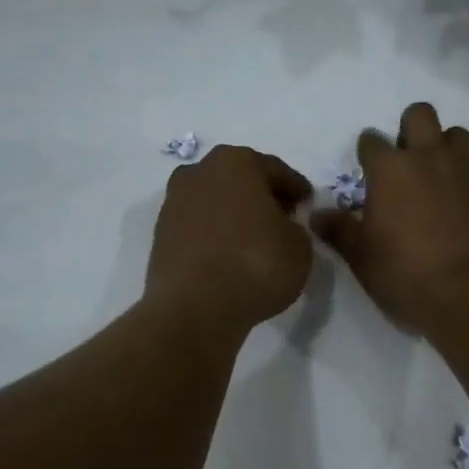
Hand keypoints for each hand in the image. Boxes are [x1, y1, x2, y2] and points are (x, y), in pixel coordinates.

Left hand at [147, 145, 314, 338]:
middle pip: (240, 181)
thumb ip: (295, 228)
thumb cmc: (256, 263)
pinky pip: (199, 228)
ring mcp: (174, 203)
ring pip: (216, 203)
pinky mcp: (161, 235)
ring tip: (255, 242)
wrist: (195, 307)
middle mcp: (199, 172)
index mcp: (236, 162)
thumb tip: (282, 228)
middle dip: (262, 198)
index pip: (276, 171)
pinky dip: (216, 237)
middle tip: (283, 221)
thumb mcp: (300, 246)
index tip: (308, 205)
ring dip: (235, 217)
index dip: (296, 190)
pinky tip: (231, 257)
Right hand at [312, 102, 468, 331]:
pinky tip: (466, 213)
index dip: (368, 154)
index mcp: (390, 170)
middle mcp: (429, 158)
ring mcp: (468, 171)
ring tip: (440, 181)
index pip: (371, 140)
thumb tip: (315, 214)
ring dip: (445, 148)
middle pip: (420, 115)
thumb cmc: (408, 274)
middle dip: (411, 129)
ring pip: (456, 135)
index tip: (368, 172)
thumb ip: (339, 231)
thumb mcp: (363, 258)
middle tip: (407, 163)